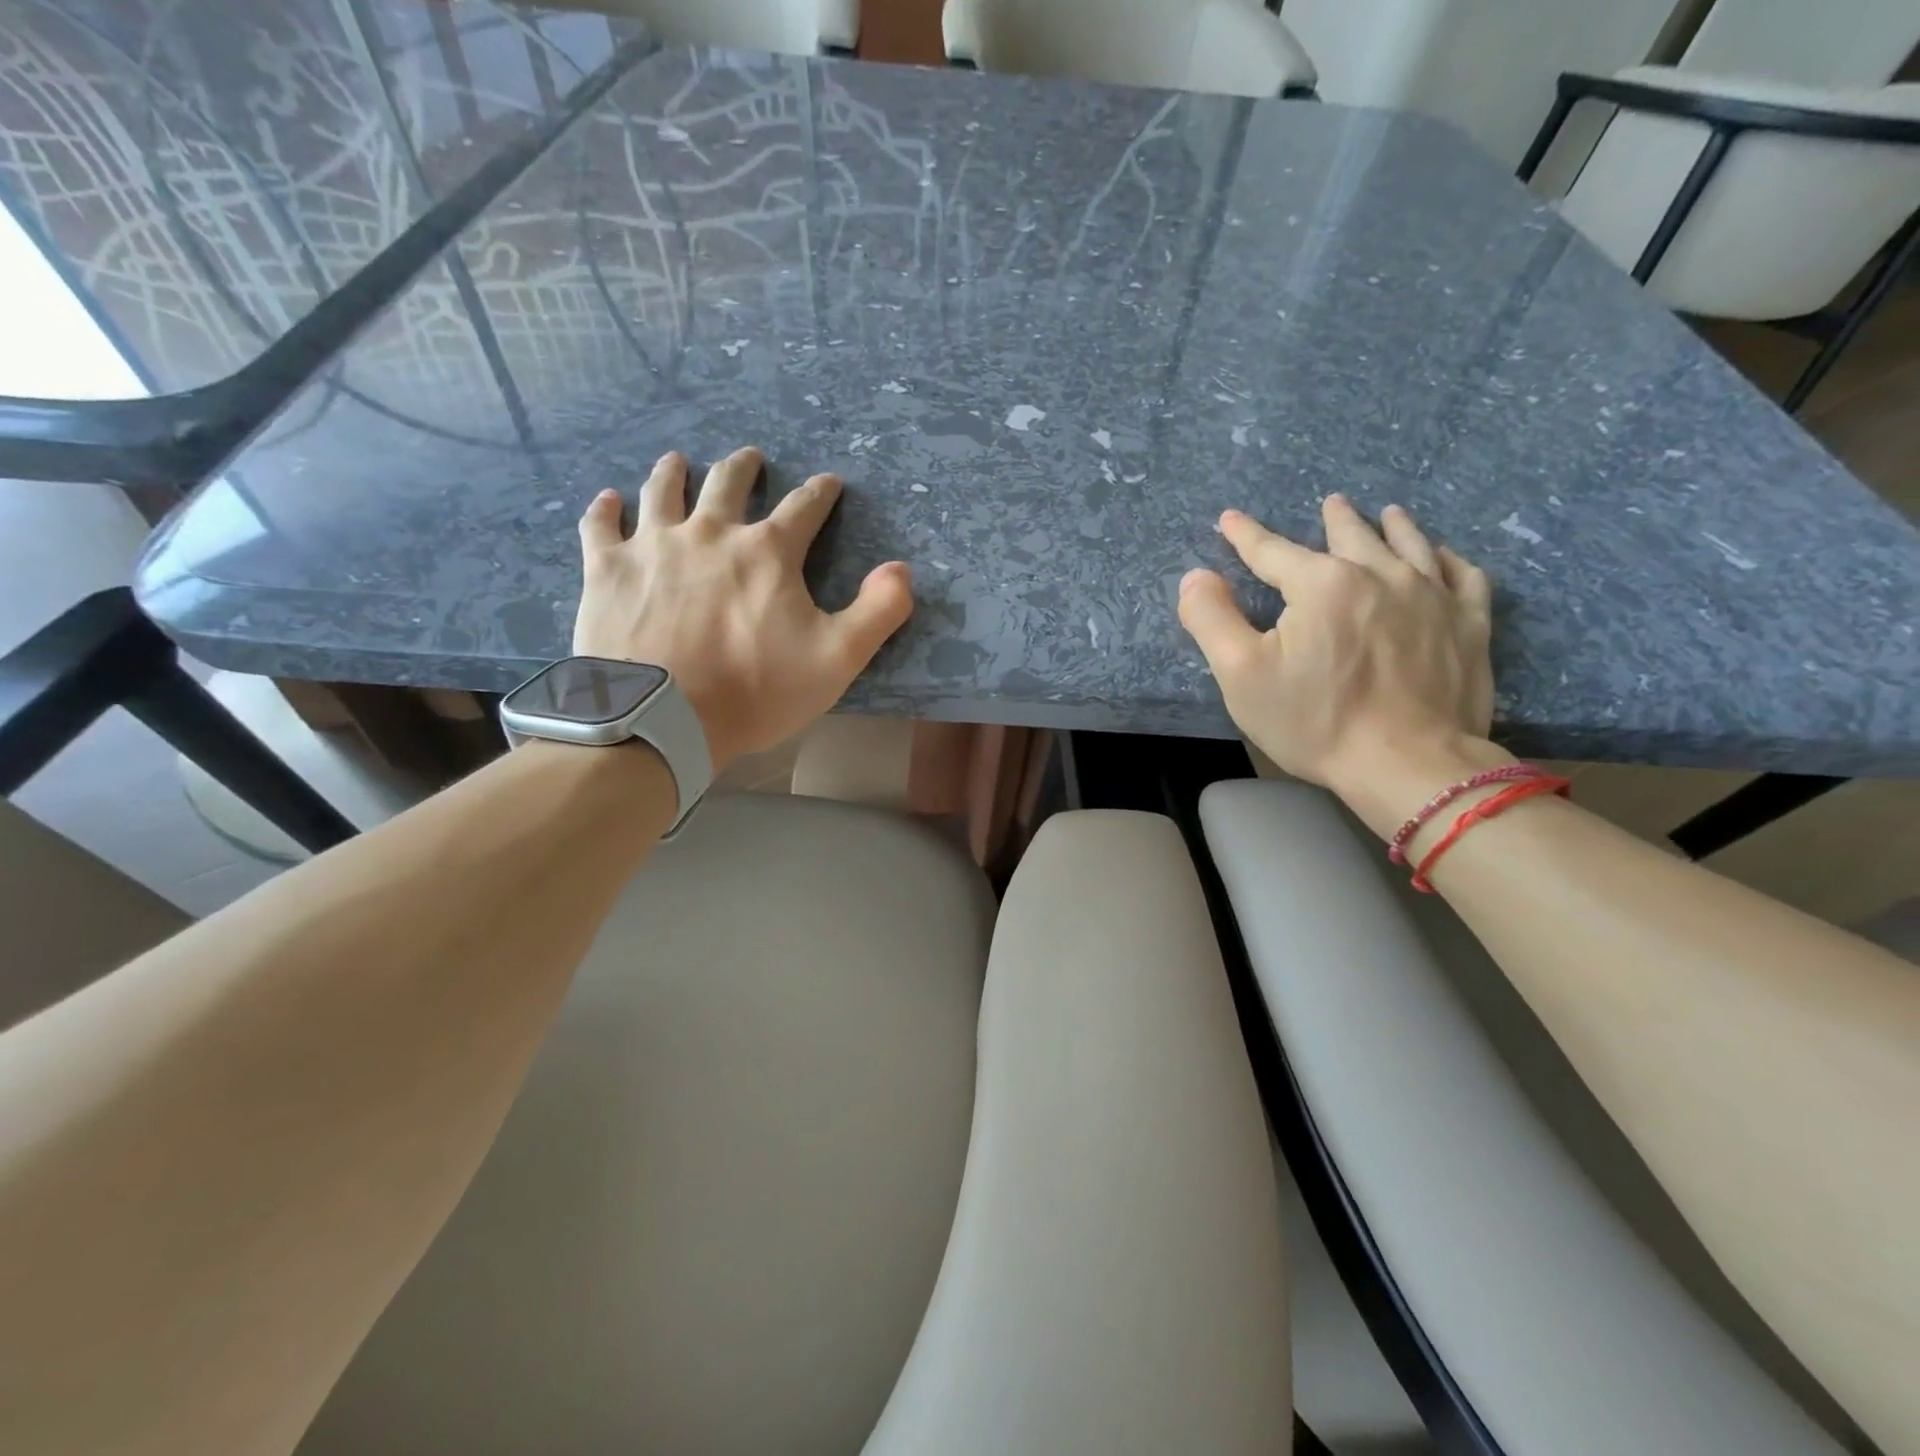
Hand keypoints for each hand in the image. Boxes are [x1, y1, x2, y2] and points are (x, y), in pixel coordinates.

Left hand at [573, 448, 912, 770]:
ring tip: (679, 461)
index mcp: (768, 552)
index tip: (829, 484)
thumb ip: (878, 611)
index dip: (821, 493)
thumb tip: (902, 569)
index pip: (804, 508)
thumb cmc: (756, 690)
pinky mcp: (608, 569)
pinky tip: (609, 500)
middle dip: (745, 468)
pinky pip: (603, 525)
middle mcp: (711, 533)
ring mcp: (654, 546)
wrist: (663, 719)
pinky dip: (607, 509)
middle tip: (751, 458)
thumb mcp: (838, 659)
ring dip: (676, 472)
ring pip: (664, 491)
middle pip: (729, 483)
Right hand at [1178, 495, 1498, 832]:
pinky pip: (1462, 576)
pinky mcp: (1469, 624)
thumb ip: (1211, 618)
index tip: (1230, 519)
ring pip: (1411, 545)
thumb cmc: (1316, 721)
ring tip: (1388, 512)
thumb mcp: (1241, 675)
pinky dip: (1448, 559)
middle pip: (1352, 536)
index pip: (1273, 551)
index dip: (1246, 535)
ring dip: (1394, 526)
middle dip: (1336, 518)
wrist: (1408, 765)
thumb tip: (1196, 575)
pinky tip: (1442, 558)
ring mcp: (1433, 596)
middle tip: (1331, 502)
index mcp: (1322, 584)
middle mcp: (1380, 575)